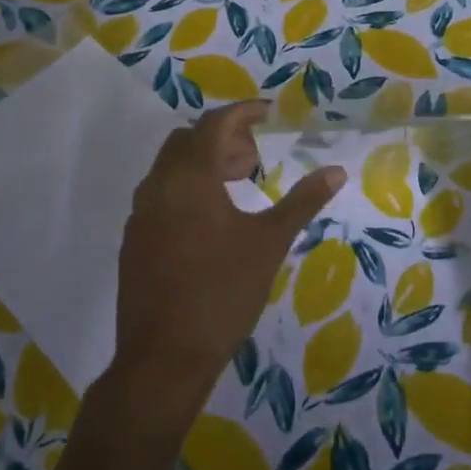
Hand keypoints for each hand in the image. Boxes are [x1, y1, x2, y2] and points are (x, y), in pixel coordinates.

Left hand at [112, 102, 344, 430]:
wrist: (164, 357)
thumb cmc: (223, 292)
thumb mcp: (269, 243)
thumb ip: (302, 201)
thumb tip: (336, 171)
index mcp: (190, 177)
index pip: (215, 123)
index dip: (244, 112)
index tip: (269, 114)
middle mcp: (158, 185)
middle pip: (188, 140)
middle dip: (223, 139)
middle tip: (255, 159)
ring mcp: (140, 213)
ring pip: (170, 167)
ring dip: (203, 163)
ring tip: (237, 186)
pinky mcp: (134, 239)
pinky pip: (159, 195)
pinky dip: (185, 189)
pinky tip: (210, 220)